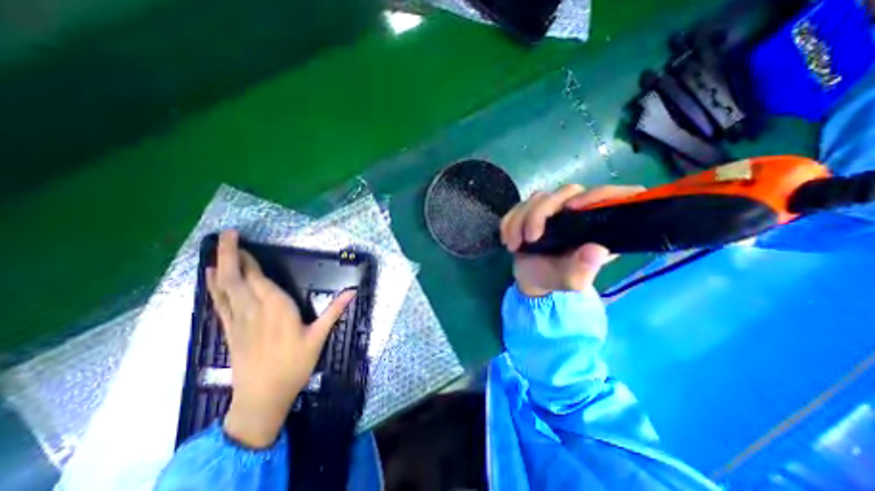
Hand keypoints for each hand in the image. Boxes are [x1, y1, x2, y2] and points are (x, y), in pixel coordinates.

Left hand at [207, 230, 353, 449]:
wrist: (262, 397)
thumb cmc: (294, 365)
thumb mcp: (318, 337)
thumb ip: (334, 311)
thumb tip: (353, 291)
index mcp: (276, 308)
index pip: (257, 278)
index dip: (248, 259)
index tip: (243, 241)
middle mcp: (253, 309)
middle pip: (235, 278)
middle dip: (228, 254)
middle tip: (226, 234)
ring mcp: (238, 320)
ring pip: (223, 288)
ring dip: (219, 266)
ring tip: (215, 248)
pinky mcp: (230, 330)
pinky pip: (219, 302)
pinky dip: (213, 287)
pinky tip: (209, 277)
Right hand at [498, 183, 639, 294]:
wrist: (529, 277)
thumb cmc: (554, 278)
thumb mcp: (571, 281)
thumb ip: (583, 269)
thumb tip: (597, 250)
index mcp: (597, 226)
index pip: (613, 197)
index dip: (598, 195)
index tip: (572, 208)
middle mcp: (578, 211)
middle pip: (566, 192)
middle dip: (540, 214)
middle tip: (530, 239)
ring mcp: (554, 208)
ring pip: (539, 197)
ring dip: (520, 220)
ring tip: (514, 245)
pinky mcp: (533, 209)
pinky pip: (519, 205)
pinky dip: (509, 221)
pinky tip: (507, 239)